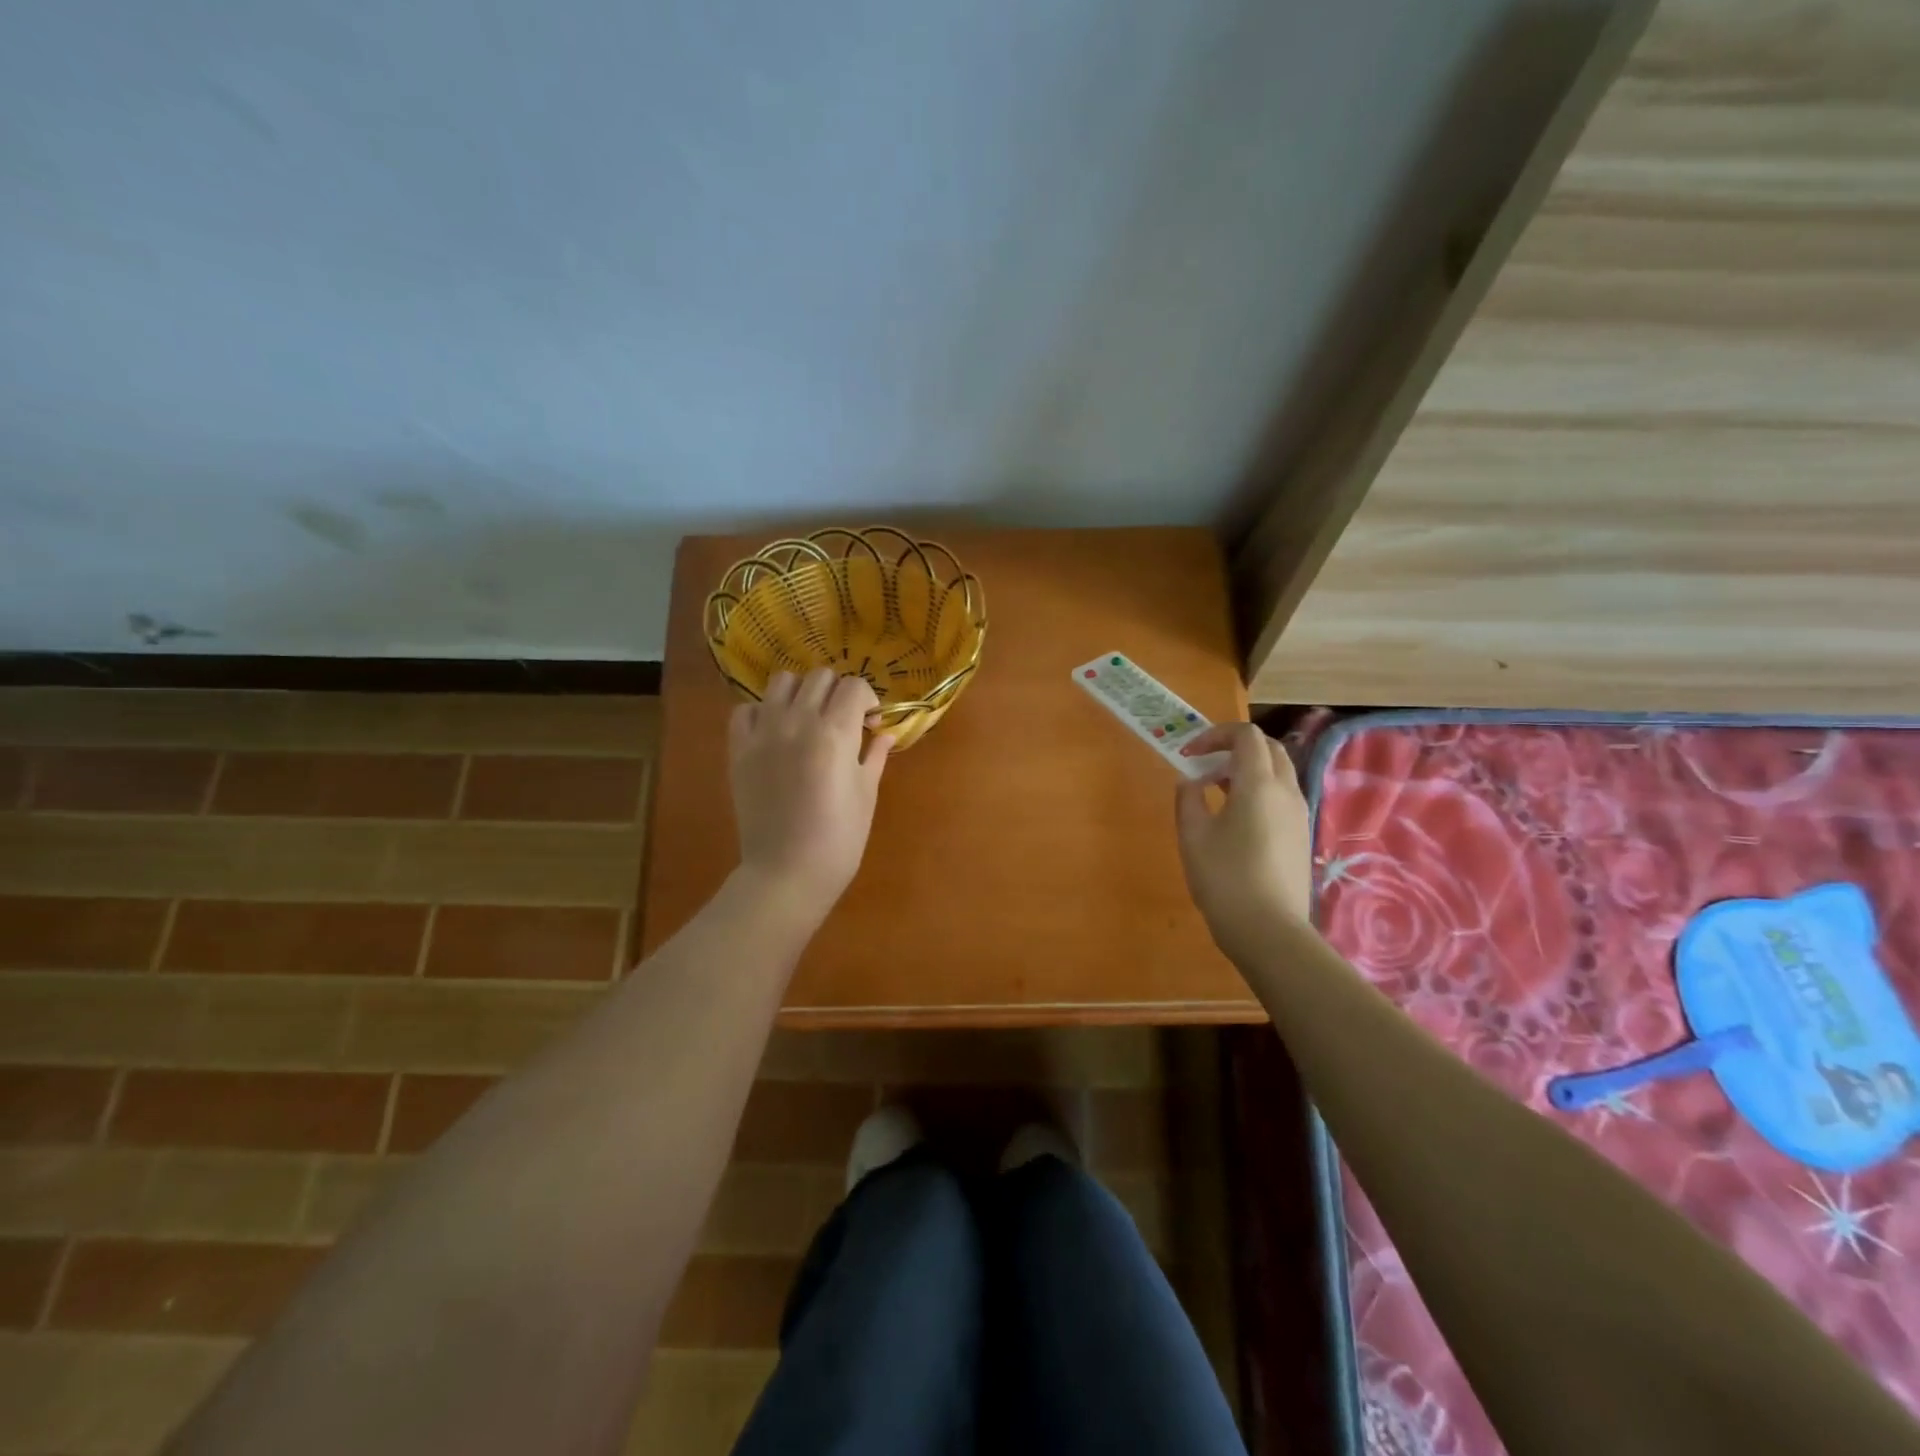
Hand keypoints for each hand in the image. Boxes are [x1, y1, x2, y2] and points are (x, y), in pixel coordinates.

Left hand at [729, 668, 891, 924]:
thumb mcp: (867, 794)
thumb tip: (884, 733)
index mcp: (836, 733)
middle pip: (820, 676)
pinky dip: (763, 712)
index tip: (870, 722)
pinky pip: (746, 710)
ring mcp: (763, 733)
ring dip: (801, 692)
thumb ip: (876, 755)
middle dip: (837, 691)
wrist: (787, 872)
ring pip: (782, 682)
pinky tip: (775, 732)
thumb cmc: (840, 839)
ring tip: (807, 718)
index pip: (854, 686)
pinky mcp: (738, 749)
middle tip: (842, 720)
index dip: (868, 700)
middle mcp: (797, 721)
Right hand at [1174, 723, 1311, 963]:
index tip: (1189, 753)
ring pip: (1278, 773)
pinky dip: (1259, 791)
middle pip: (1269, 748)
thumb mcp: (1193, 836)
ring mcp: (1299, 815)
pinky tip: (1235, 819)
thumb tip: (1190, 782)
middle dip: (1235, 747)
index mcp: (1258, 784)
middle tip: (1205, 765)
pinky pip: (1281, 797)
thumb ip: (1188, 799)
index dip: (1215, 735)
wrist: (1269, 931)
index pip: (1246, 736)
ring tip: (1215, 791)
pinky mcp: (1300, 836)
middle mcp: (1286, 792)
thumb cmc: (1224, 878)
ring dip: (1248, 770)